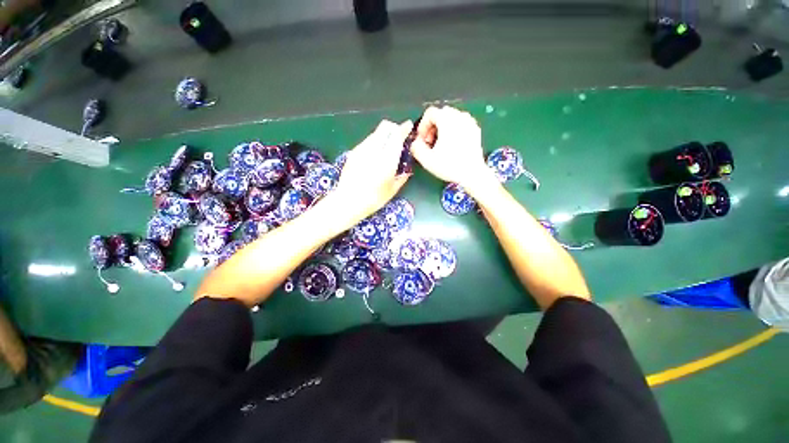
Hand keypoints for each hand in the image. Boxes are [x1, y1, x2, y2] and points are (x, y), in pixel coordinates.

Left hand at [329, 120, 411, 224]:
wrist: (348, 201)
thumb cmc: (373, 199)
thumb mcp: (392, 190)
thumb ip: (402, 178)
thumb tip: (407, 171)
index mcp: (387, 159)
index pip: (397, 135)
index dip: (404, 128)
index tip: (408, 127)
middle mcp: (374, 149)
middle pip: (385, 127)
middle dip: (393, 128)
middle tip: (398, 138)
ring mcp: (361, 149)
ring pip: (375, 133)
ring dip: (383, 135)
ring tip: (385, 149)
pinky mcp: (353, 152)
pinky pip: (366, 141)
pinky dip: (374, 143)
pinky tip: (374, 156)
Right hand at [410, 106, 493, 189]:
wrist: (472, 174)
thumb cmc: (450, 166)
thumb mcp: (427, 159)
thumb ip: (416, 148)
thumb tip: (415, 142)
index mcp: (447, 120)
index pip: (430, 113)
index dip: (422, 126)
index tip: (422, 139)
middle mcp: (459, 117)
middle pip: (441, 113)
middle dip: (432, 126)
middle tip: (430, 142)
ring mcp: (469, 122)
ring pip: (451, 117)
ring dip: (442, 127)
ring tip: (440, 143)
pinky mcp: (475, 130)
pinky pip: (461, 123)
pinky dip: (453, 130)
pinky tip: (452, 144)